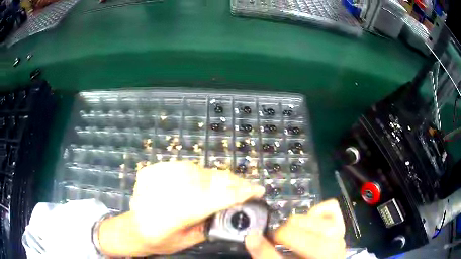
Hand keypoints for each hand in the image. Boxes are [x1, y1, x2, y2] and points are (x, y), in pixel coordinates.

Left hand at [97, 162, 265, 256]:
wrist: (132, 228)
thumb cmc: (159, 240)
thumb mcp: (188, 240)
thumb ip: (209, 223)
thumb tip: (230, 209)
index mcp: (175, 214)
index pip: (215, 198)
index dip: (239, 193)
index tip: (257, 190)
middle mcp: (166, 191)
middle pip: (209, 180)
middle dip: (233, 182)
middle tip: (249, 186)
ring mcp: (158, 176)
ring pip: (199, 170)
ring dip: (219, 177)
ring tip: (231, 183)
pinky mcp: (153, 170)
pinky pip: (185, 166)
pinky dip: (201, 172)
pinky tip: (207, 179)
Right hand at [245, 200, 345, 258]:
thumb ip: (265, 254)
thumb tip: (251, 237)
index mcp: (320, 254)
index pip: (290, 236)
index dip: (271, 239)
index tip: (261, 241)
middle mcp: (334, 242)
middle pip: (299, 224)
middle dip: (284, 233)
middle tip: (279, 243)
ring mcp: (340, 232)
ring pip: (311, 214)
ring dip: (299, 223)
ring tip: (295, 235)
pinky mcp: (340, 224)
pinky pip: (331, 207)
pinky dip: (317, 211)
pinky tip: (310, 223)